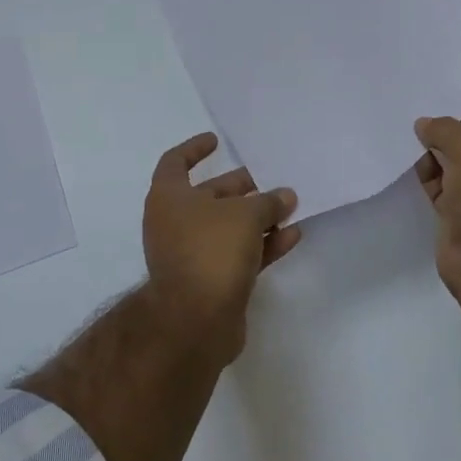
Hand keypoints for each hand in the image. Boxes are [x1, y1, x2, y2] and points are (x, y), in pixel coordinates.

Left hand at [142, 133, 300, 363]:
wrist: (195, 320)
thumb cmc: (211, 250)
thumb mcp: (245, 215)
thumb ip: (267, 202)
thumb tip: (285, 196)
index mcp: (168, 197)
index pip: (175, 162)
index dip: (194, 149)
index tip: (216, 140)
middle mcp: (174, 222)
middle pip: (208, 196)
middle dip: (240, 188)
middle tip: (269, 180)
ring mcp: (190, 254)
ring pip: (227, 227)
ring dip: (257, 217)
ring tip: (290, 207)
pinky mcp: (209, 282)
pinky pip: (237, 254)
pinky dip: (262, 245)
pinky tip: (291, 237)